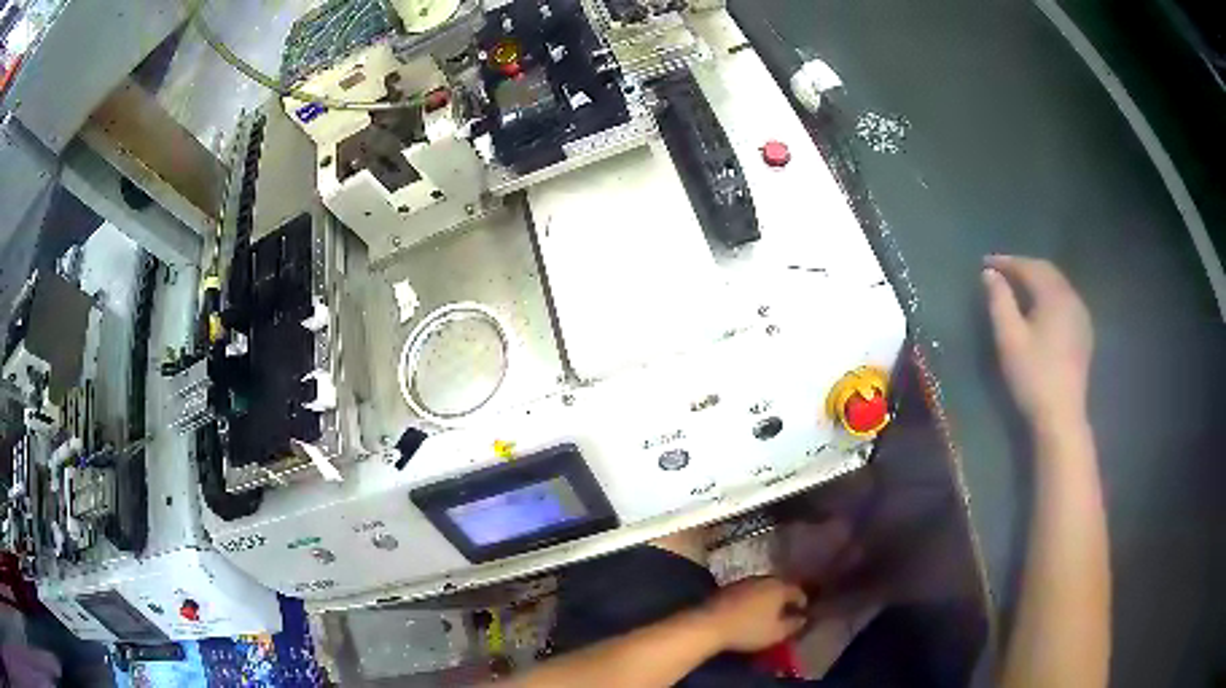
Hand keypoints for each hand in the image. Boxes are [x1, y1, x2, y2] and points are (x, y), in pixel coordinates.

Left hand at [700, 577, 807, 652]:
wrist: (709, 624)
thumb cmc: (749, 629)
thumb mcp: (777, 633)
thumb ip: (793, 625)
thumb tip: (802, 618)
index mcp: (779, 587)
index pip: (797, 591)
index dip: (802, 601)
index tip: (803, 612)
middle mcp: (764, 579)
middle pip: (780, 586)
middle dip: (785, 597)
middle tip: (787, 610)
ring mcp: (744, 581)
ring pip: (763, 588)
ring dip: (768, 598)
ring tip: (769, 611)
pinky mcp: (728, 588)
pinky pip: (748, 592)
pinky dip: (753, 599)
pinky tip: (750, 610)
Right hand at [983, 255, 1093, 427]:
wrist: (1061, 416)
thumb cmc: (1033, 376)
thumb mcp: (1009, 338)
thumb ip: (999, 301)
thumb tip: (989, 274)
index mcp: (1054, 295)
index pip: (1028, 266)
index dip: (1006, 262)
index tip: (985, 263)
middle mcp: (1071, 298)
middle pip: (1046, 272)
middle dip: (1023, 267)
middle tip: (1000, 272)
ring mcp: (1081, 316)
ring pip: (1057, 285)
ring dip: (1037, 280)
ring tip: (1018, 287)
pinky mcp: (1084, 333)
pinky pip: (1065, 301)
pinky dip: (1049, 295)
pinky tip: (1040, 308)